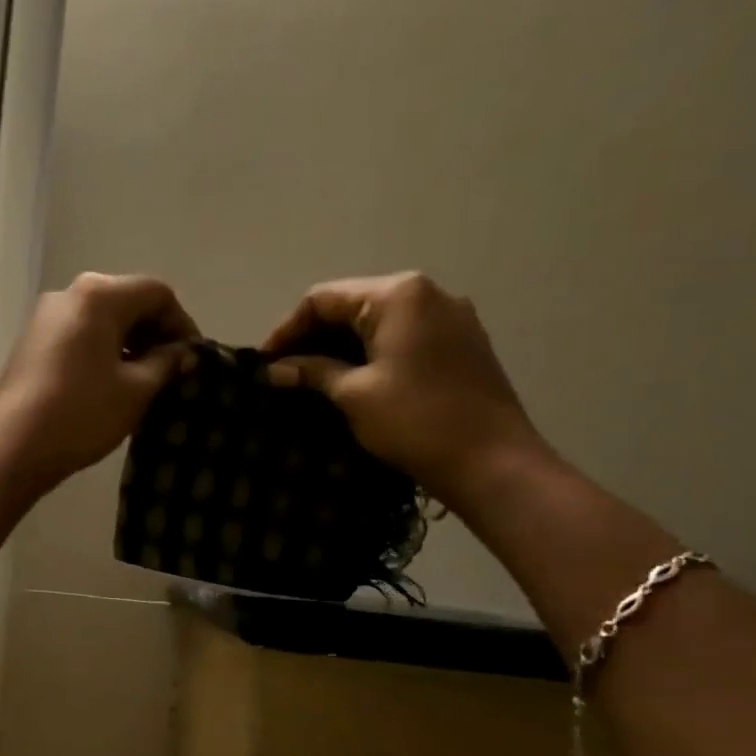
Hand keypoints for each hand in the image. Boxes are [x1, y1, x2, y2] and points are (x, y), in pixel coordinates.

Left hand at [0, 272, 197, 500]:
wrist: (12, 448)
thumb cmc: (81, 414)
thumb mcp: (136, 391)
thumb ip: (166, 363)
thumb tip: (181, 352)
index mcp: (98, 295)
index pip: (156, 293)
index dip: (182, 324)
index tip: (193, 359)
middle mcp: (68, 294)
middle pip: (126, 300)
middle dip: (154, 332)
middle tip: (171, 370)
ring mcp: (44, 317)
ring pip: (101, 319)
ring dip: (128, 343)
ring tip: (144, 381)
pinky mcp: (31, 342)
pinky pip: (78, 334)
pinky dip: (102, 350)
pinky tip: (110, 383)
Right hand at [261, 272, 548, 508]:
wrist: (491, 461)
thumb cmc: (415, 421)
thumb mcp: (353, 394)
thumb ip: (313, 372)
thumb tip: (275, 370)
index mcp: (398, 295)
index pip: (323, 299)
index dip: (287, 329)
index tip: (264, 363)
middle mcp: (427, 293)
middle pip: (352, 305)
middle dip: (313, 337)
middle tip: (283, 372)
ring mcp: (449, 317)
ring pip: (377, 322)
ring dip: (340, 346)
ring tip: (310, 379)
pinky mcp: (460, 343)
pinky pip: (402, 337)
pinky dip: (370, 353)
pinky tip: (350, 380)